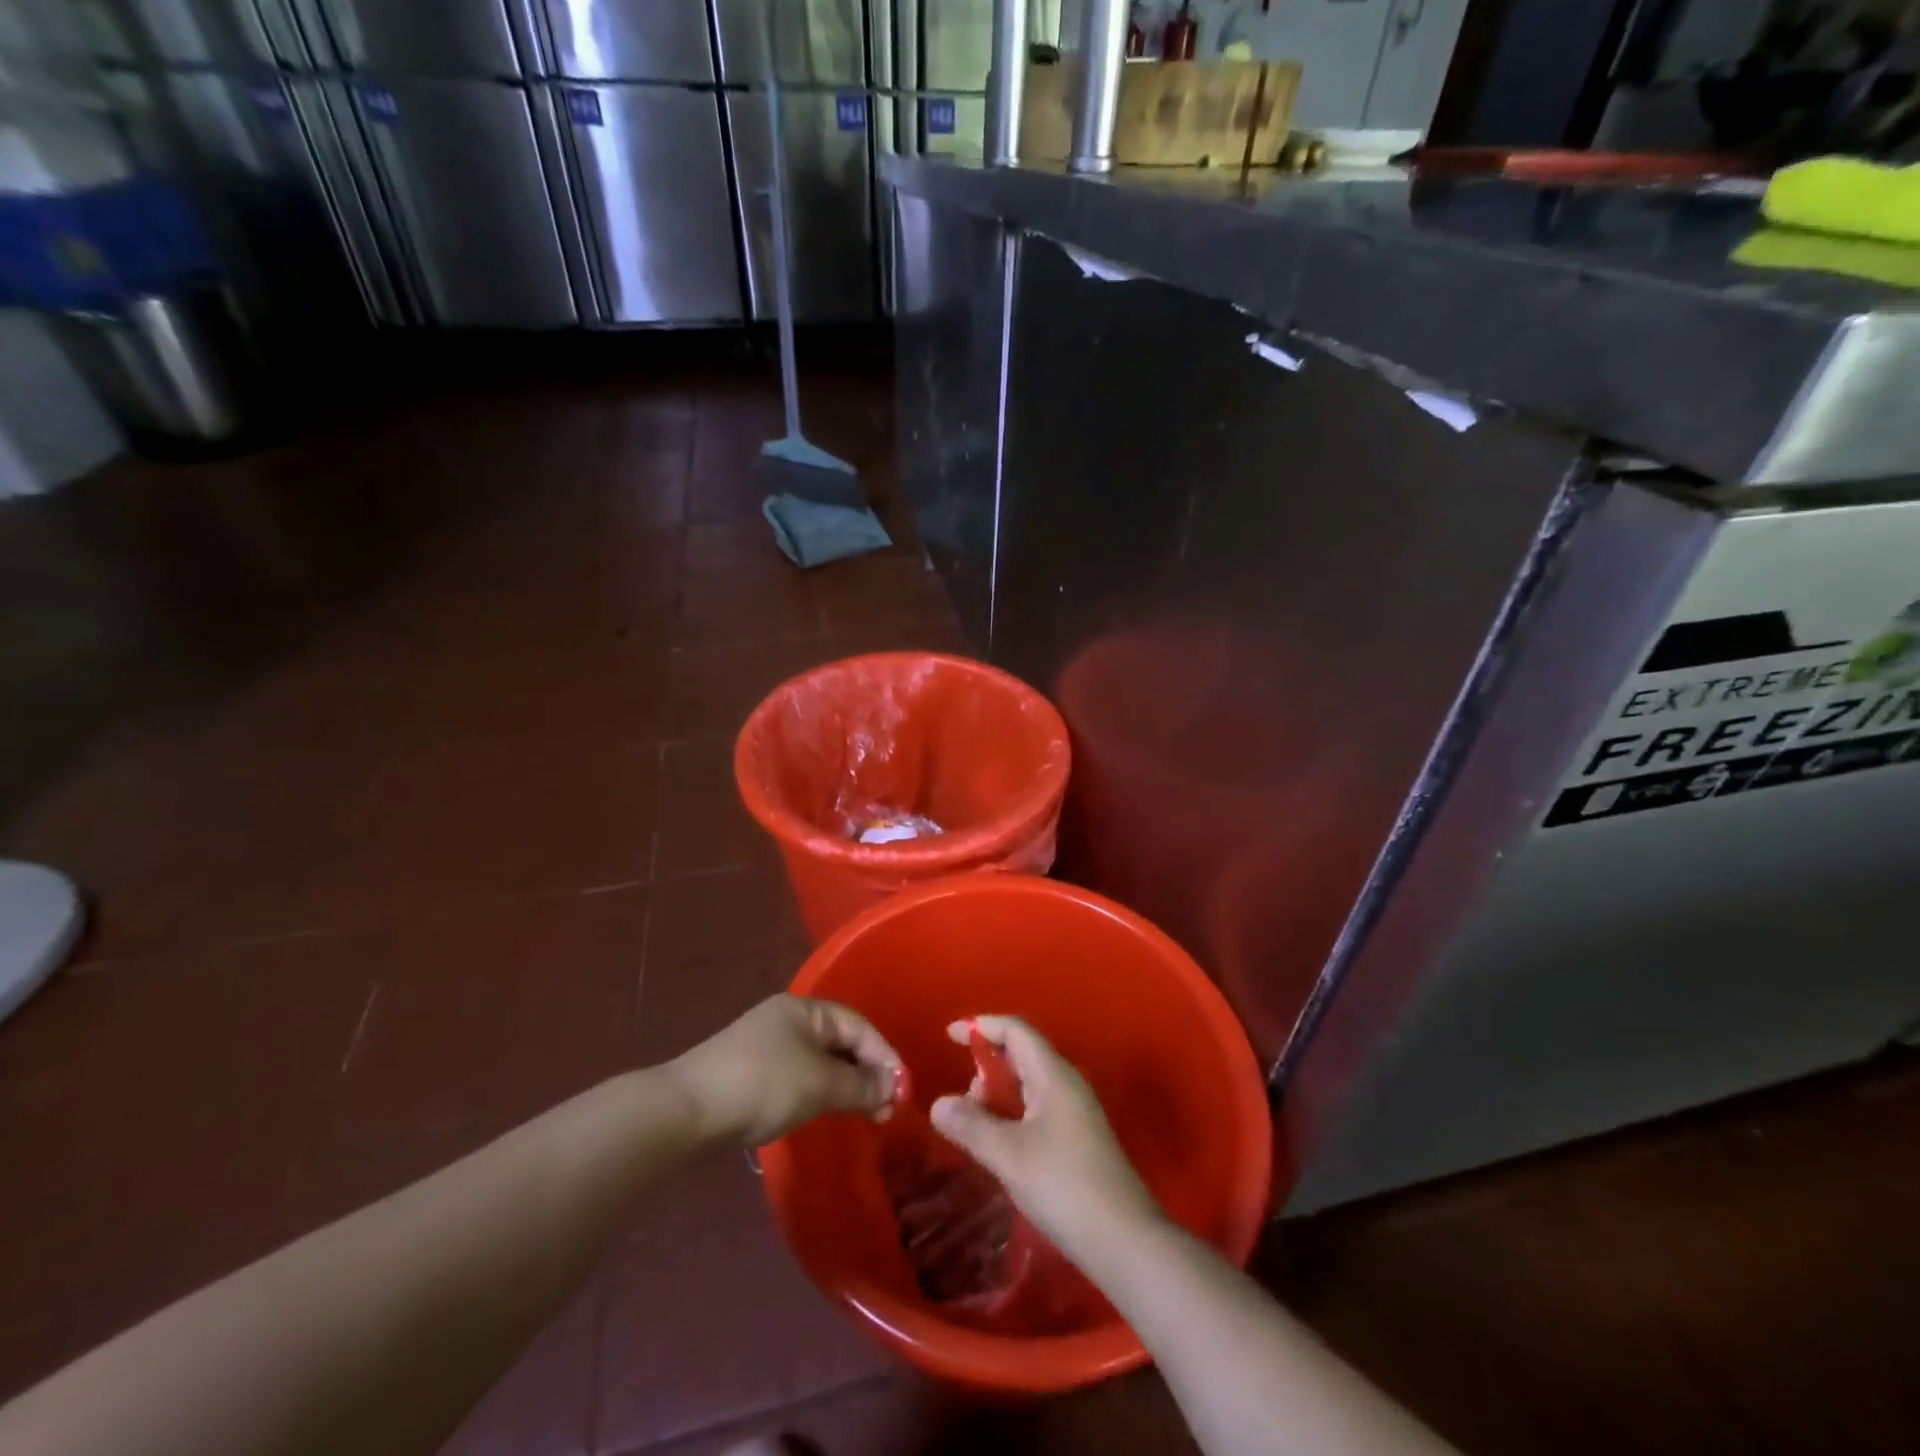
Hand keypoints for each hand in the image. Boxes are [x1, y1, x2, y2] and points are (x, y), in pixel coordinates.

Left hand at [668, 995, 902, 1147]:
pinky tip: (824, 1113)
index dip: (884, 1055)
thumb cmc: (762, 1084)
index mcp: (805, 1009)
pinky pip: (800, 1076)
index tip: (901, 1091)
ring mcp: (766, 1046)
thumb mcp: (819, 1083)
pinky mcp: (750, 1074)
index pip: (858, 1025)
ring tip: (862, 1114)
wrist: (686, 1111)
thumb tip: (892, 1088)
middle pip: (840, 1041)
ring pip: (820, 1061)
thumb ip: (861, 1084)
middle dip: (867, 1072)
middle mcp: (787, 1019)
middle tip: (884, 1108)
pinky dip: (820, 1092)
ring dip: (845, 1085)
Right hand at [930, 1015, 1163, 1262]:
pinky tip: (999, 1145)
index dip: (981, 1026)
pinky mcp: (1077, 1140)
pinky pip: (1037, 1109)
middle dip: (987, 1065)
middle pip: (1022, 1054)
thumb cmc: (1065, 1186)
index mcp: (1054, 1075)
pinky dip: (1012, 1115)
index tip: (949, 1036)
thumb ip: (971, 1126)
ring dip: (998, 1095)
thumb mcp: (1009, 1155)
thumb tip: (939, 1104)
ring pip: (1029, 1085)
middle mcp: (1066, 1084)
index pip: (1016, 1030)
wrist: (1125, 1241)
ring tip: (975, 1126)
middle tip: (961, 1098)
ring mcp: (1075, 1113)